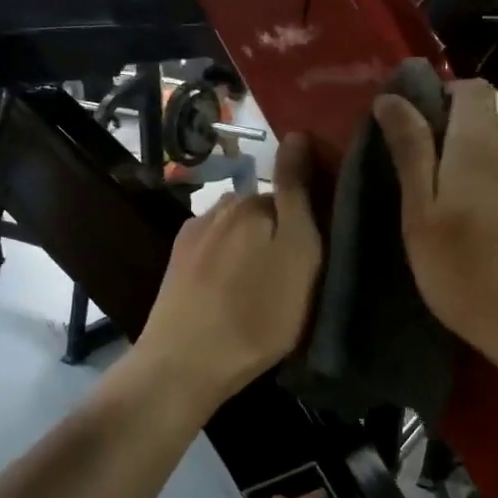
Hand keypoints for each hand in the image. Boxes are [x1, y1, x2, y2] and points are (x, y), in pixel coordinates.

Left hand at [135, 135, 322, 410]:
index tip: (319, 244)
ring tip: (262, 284)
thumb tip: (297, 134)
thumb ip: (297, 193)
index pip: (291, 190)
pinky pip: (214, 252)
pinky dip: (227, 264)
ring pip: (236, 232)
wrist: (185, 362)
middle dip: (278, 230)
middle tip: (294, 271)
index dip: (308, 214)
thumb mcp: (299, 253)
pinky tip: (230, 291)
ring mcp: (193, 235)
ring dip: (250, 247)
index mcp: (253, 203)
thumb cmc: (257, 314)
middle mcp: (220, 208)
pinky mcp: (177, 264)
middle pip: (261, 211)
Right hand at [374, 80, 497, 381]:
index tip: (427, 129)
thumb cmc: (470, 274)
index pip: (471, 88)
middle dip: (473, 128)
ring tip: (492, 185)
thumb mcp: (421, 216)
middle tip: (449, 173)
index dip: (448, 97)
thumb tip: (392, 97)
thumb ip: (411, 152)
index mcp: (481, 140)